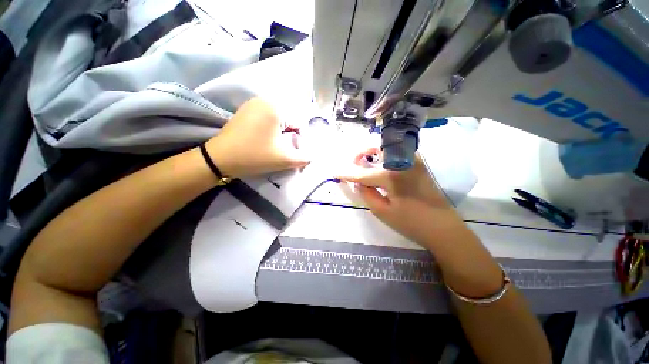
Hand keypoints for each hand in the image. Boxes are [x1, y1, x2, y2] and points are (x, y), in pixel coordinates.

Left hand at [204, 97, 309, 178]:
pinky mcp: (245, 110)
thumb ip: (304, 158)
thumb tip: (312, 156)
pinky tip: (264, 140)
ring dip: (280, 133)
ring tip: (273, 145)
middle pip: (289, 120)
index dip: (298, 140)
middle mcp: (264, 100)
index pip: (299, 123)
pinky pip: (266, 118)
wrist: (219, 159)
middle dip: (289, 135)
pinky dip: (270, 129)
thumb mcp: (284, 160)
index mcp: (275, 107)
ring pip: (278, 119)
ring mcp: (253, 103)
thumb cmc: (254, 156)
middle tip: (282, 149)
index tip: (291, 151)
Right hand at [337, 149, 467, 247]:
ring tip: (364, 163)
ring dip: (373, 152)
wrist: (443, 227)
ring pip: (387, 148)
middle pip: (376, 148)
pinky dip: (384, 156)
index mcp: (391, 175)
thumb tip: (357, 182)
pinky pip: (396, 153)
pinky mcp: (418, 164)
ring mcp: (413, 160)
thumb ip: (366, 193)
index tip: (335, 172)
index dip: (347, 173)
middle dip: (361, 153)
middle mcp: (402, 161)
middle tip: (353, 163)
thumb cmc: (411, 222)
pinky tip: (380, 165)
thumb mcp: (383, 211)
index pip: (362, 173)